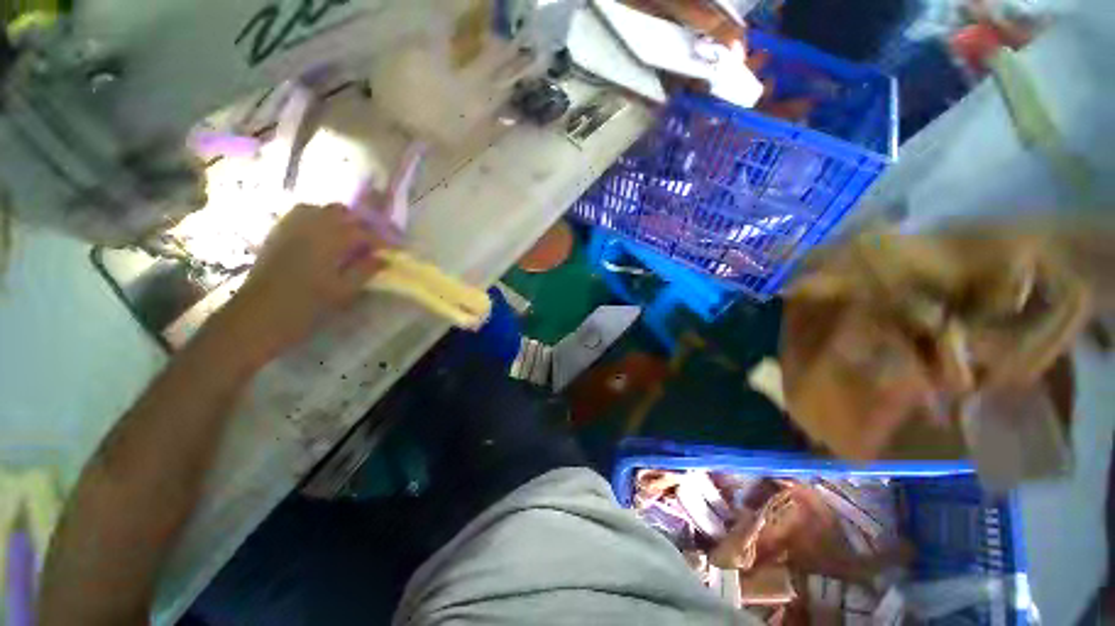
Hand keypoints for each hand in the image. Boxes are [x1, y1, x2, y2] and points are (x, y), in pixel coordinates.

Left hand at [218, 203, 400, 363]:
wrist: (256, 317)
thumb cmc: (305, 307)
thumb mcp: (343, 292)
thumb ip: (365, 271)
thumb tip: (383, 259)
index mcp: (328, 241)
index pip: (363, 232)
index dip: (382, 240)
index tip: (395, 250)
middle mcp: (308, 227)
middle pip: (340, 212)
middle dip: (360, 224)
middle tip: (371, 243)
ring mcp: (289, 228)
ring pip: (318, 209)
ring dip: (337, 219)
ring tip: (347, 237)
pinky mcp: (276, 235)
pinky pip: (299, 216)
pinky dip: (316, 220)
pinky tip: (322, 237)